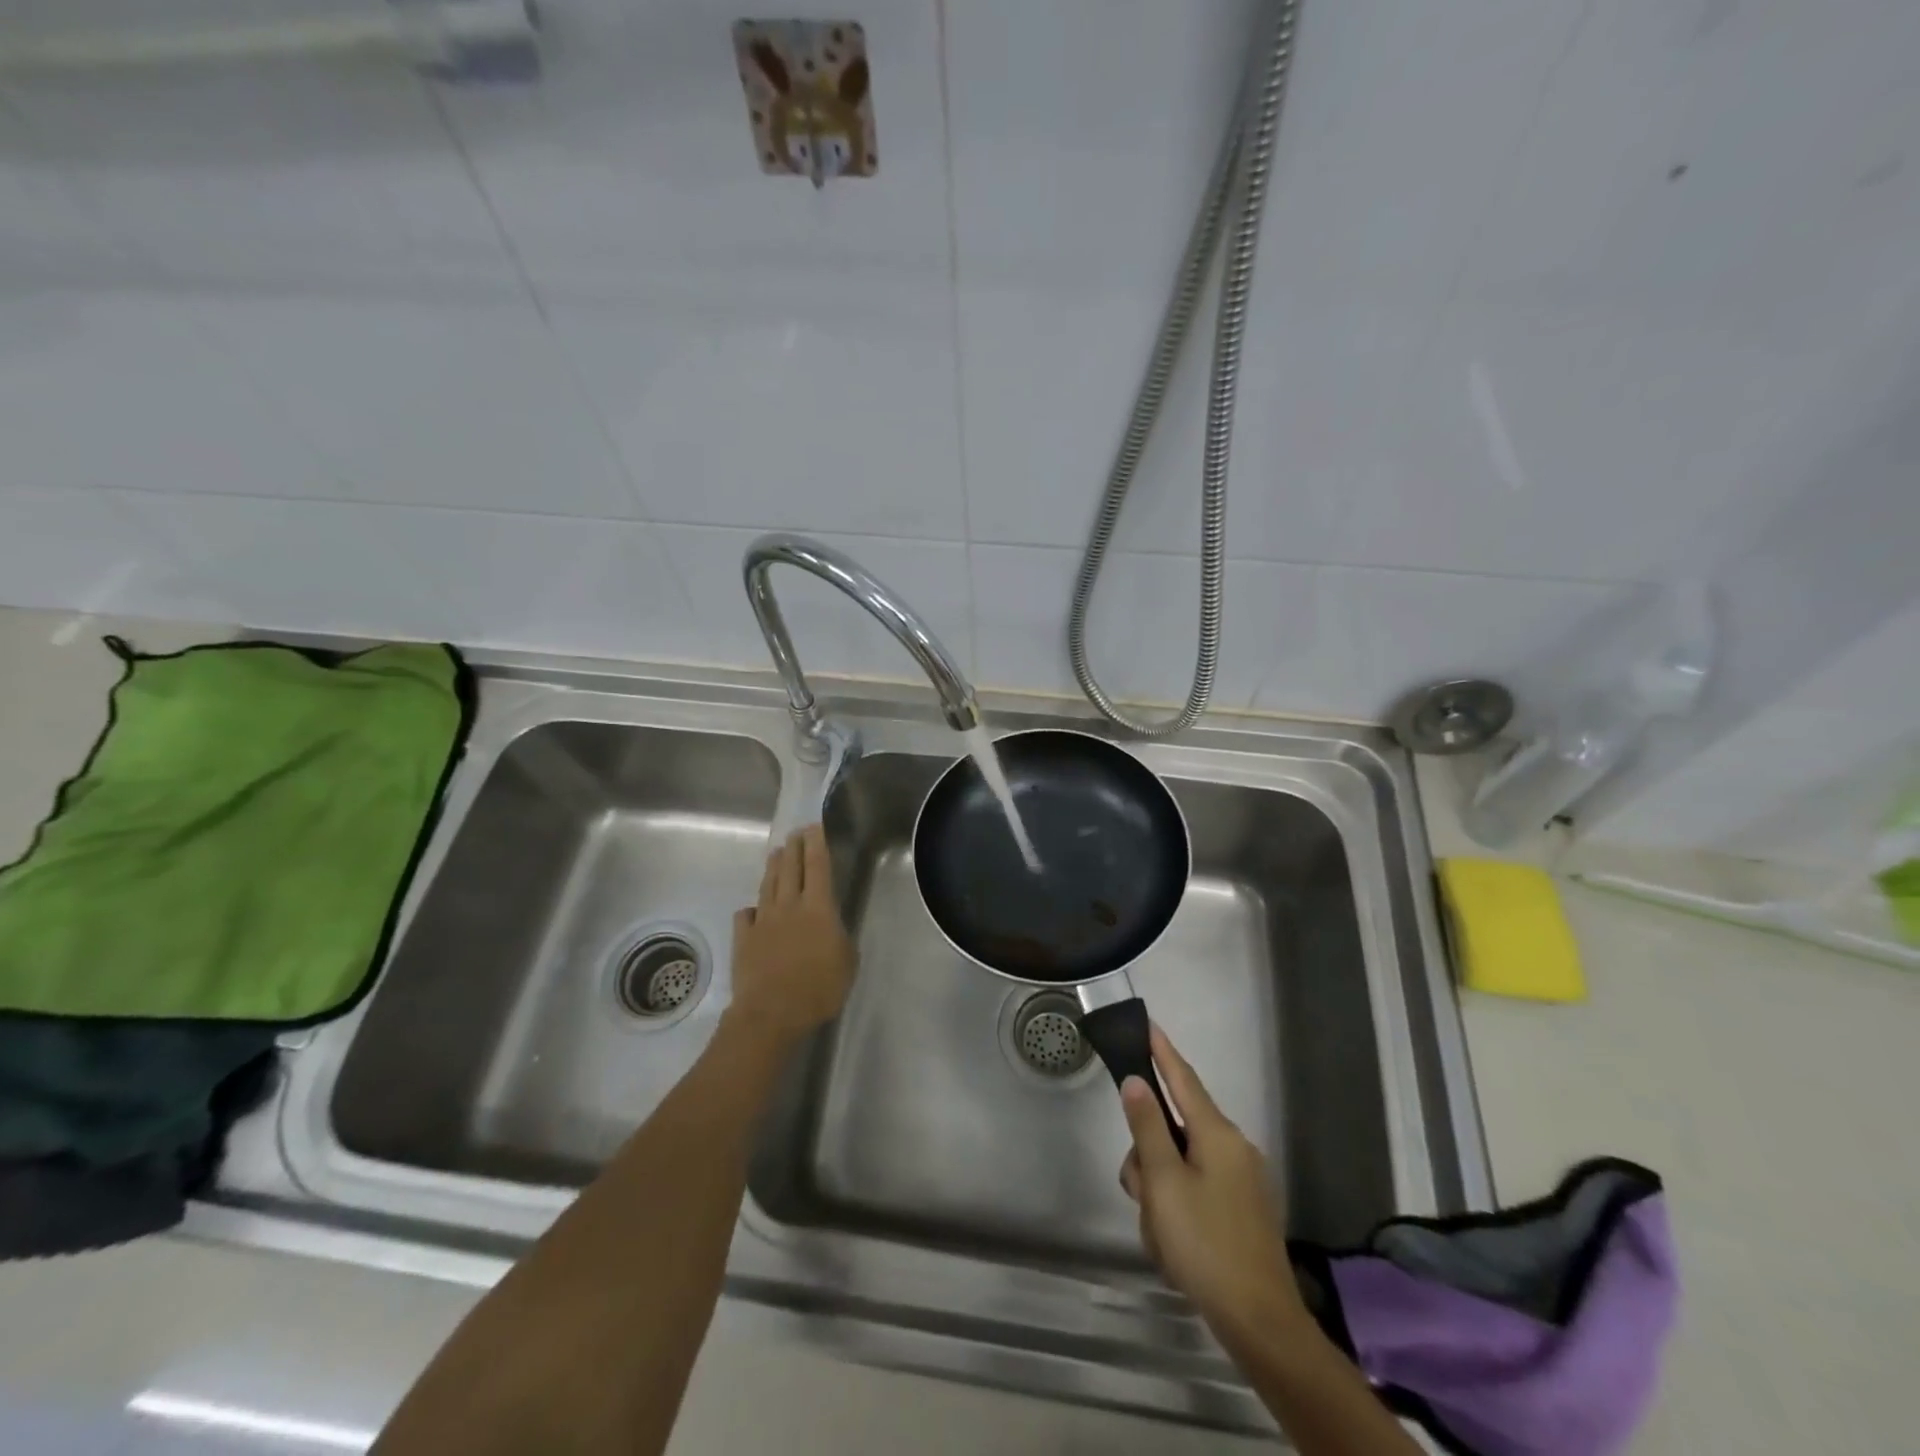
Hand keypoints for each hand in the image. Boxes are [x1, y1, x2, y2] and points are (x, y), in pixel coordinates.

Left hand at [727, 825, 856, 1047]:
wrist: (771, 1013)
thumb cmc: (819, 988)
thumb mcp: (847, 962)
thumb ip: (840, 938)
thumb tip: (832, 927)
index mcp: (818, 907)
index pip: (818, 866)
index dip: (816, 844)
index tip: (814, 826)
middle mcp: (789, 905)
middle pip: (790, 868)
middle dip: (794, 847)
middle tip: (795, 832)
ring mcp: (763, 920)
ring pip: (768, 885)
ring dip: (773, 867)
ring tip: (776, 853)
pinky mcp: (744, 938)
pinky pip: (746, 916)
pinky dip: (751, 909)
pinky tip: (753, 910)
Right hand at [1118, 1025, 1307, 1338]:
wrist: (1260, 1322)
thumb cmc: (1206, 1243)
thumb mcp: (1164, 1183)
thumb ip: (1147, 1127)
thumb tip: (1137, 1082)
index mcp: (1218, 1134)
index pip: (1183, 1078)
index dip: (1162, 1050)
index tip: (1146, 1023)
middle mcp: (1233, 1148)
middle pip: (1174, 1131)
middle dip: (1148, 1158)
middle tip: (1141, 1194)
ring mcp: (1241, 1181)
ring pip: (1180, 1165)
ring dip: (1160, 1192)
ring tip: (1161, 1234)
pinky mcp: (1241, 1210)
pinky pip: (1196, 1190)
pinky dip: (1177, 1209)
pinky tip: (1175, 1247)